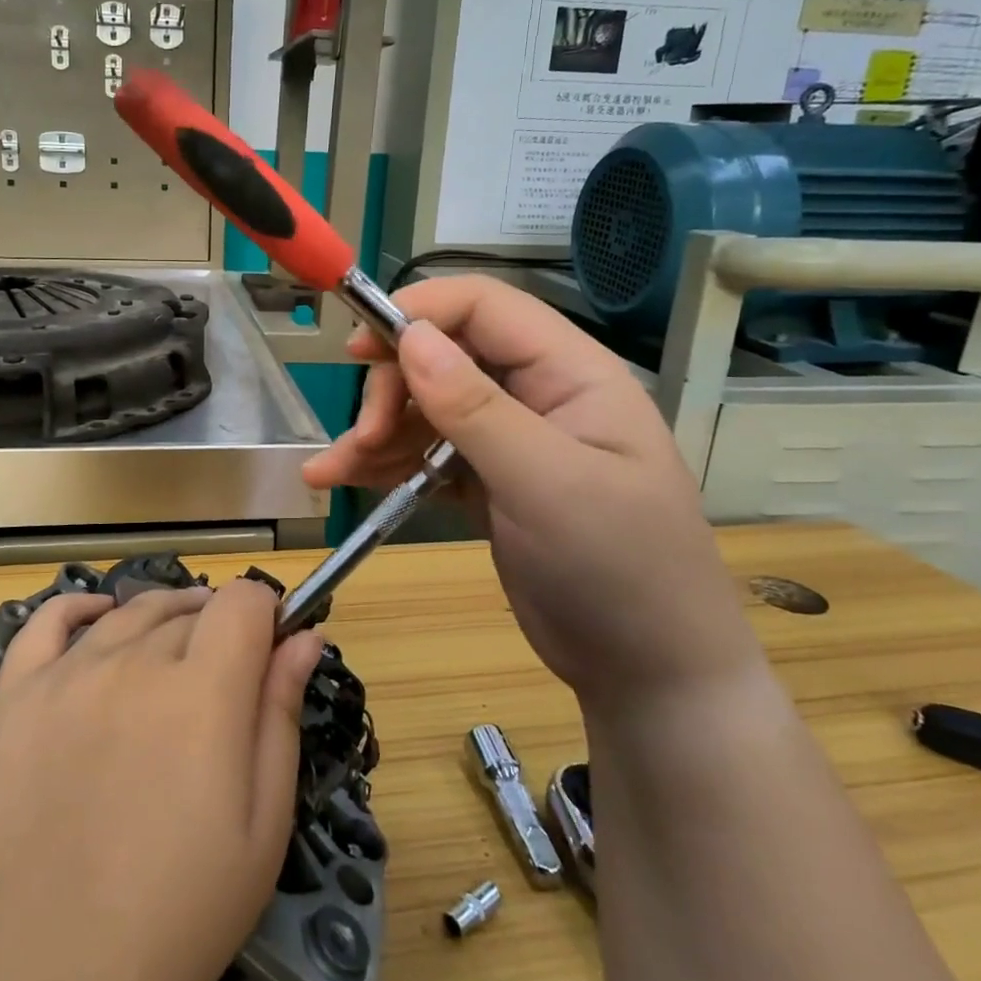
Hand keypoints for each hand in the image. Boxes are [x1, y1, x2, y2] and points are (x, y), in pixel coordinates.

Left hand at [0, 579, 322, 980]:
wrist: (58, 970)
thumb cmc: (182, 906)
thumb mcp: (263, 820)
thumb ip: (282, 713)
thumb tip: (305, 636)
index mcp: (203, 690)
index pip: (242, 601)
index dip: (265, 613)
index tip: (268, 647)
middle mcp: (133, 662)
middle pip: (189, 610)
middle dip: (217, 628)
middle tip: (221, 678)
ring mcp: (66, 674)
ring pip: (130, 612)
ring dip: (162, 618)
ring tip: (172, 651)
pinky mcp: (15, 695)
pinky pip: (46, 621)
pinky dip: (79, 608)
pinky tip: (99, 617)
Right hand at [304, 274, 760, 708]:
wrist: (649, 672)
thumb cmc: (617, 568)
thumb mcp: (546, 484)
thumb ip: (475, 408)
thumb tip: (410, 337)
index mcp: (570, 373)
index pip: (485, 307)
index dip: (419, 312)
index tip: (359, 348)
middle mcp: (538, 395)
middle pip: (444, 357)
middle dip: (392, 390)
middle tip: (362, 438)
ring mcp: (511, 441)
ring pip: (427, 410)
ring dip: (375, 432)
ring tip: (331, 469)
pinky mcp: (489, 483)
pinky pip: (426, 456)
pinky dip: (385, 465)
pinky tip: (344, 479)